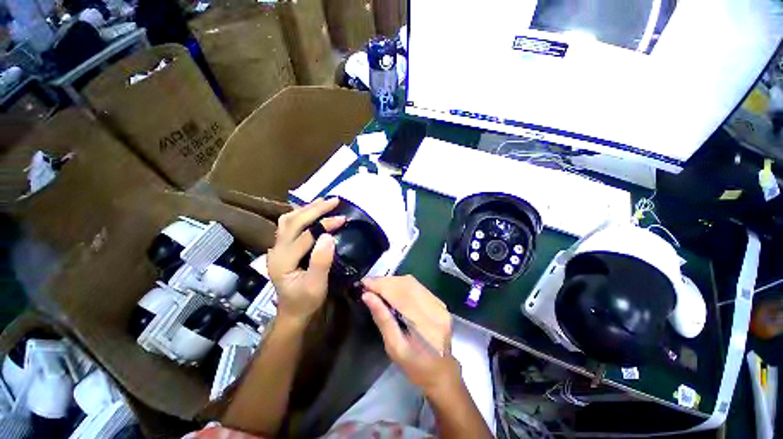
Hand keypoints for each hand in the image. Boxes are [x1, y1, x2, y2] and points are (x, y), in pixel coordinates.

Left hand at [267, 198, 344, 323]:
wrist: (292, 312)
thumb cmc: (306, 301)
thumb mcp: (317, 286)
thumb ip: (321, 261)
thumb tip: (329, 236)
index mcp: (283, 261)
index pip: (305, 235)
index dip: (324, 224)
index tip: (342, 218)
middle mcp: (276, 250)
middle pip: (293, 221)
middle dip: (315, 209)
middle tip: (334, 201)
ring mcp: (277, 247)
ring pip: (288, 220)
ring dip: (306, 208)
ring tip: (324, 202)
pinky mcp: (282, 247)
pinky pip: (289, 224)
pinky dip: (301, 214)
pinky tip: (312, 211)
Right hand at [361, 276, 461, 398]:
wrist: (442, 374)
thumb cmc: (416, 367)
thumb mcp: (394, 347)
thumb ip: (382, 319)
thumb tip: (367, 296)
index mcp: (425, 324)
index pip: (400, 295)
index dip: (381, 285)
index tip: (364, 283)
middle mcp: (435, 309)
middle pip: (407, 284)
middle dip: (385, 281)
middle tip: (368, 284)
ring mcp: (439, 304)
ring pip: (412, 282)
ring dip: (392, 282)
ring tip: (377, 286)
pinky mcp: (439, 302)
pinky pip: (417, 287)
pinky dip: (401, 285)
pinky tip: (391, 289)